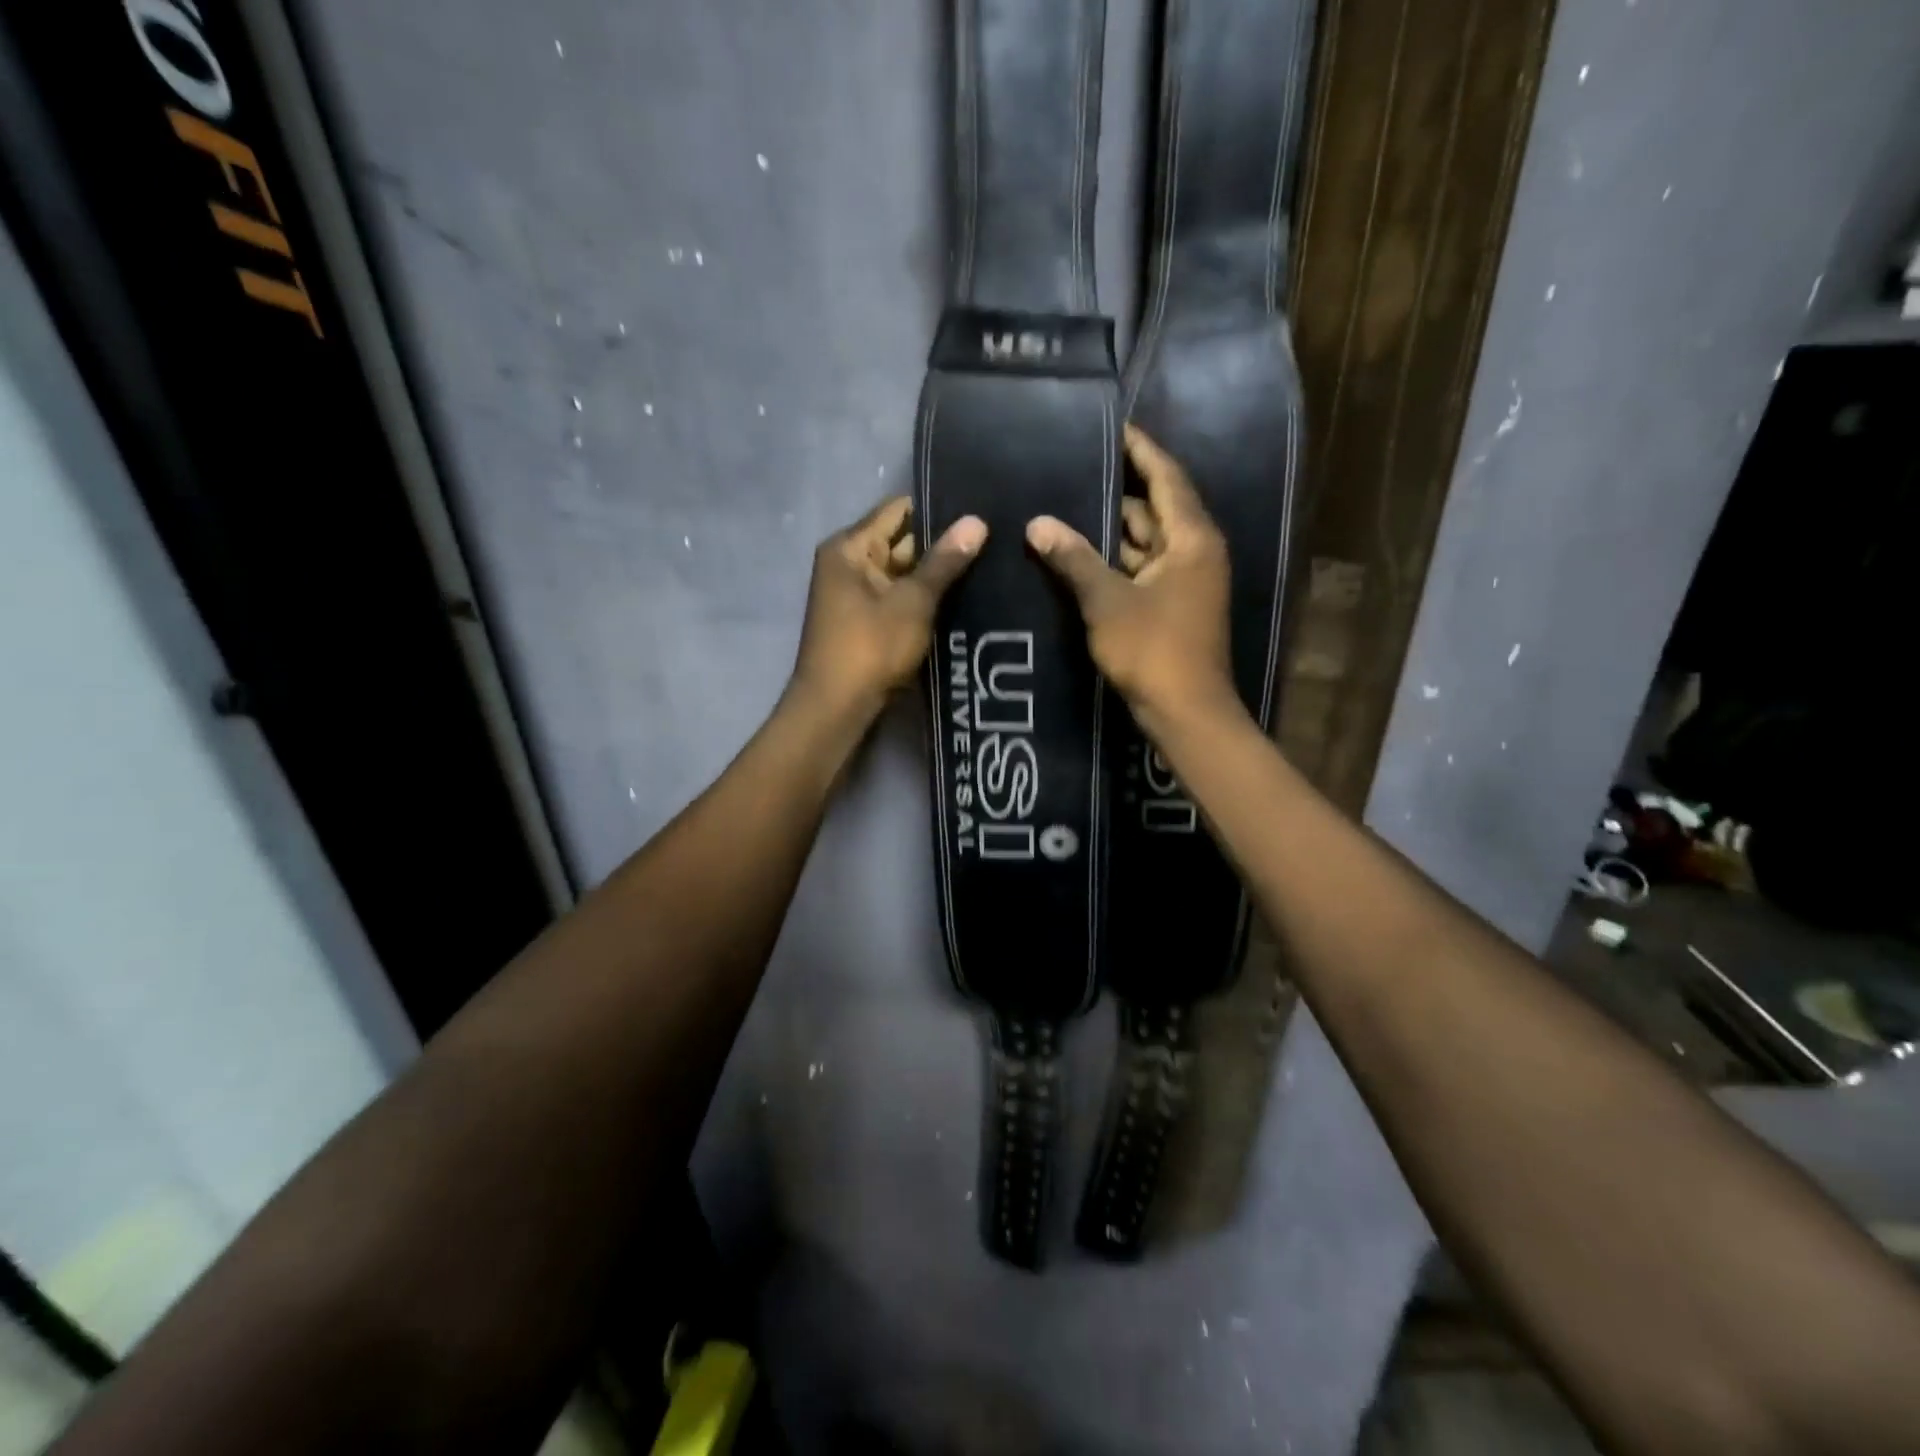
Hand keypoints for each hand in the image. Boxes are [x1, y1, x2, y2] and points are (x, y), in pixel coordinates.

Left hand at [789, 496, 986, 719]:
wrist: (836, 707)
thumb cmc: (870, 646)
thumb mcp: (913, 601)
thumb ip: (944, 561)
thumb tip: (976, 521)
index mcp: (850, 547)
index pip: (898, 510)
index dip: (937, 509)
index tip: (978, 511)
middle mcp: (849, 563)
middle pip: (902, 541)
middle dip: (942, 544)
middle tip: (994, 540)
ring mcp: (856, 594)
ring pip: (904, 573)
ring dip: (936, 575)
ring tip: (989, 565)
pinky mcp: (867, 621)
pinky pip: (900, 598)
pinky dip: (924, 599)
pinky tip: (964, 598)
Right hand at [1027, 424, 1236, 728]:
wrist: (1186, 712)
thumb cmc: (1153, 650)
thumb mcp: (1107, 601)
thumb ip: (1074, 559)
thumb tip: (1037, 523)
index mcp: (1191, 538)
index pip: (1166, 477)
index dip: (1140, 450)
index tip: (1111, 426)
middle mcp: (1194, 551)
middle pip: (1154, 508)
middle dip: (1117, 491)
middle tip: (1073, 469)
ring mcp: (1185, 581)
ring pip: (1146, 541)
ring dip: (1111, 530)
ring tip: (1066, 507)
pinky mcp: (1173, 606)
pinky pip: (1142, 568)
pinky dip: (1115, 561)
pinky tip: (1079, 555)